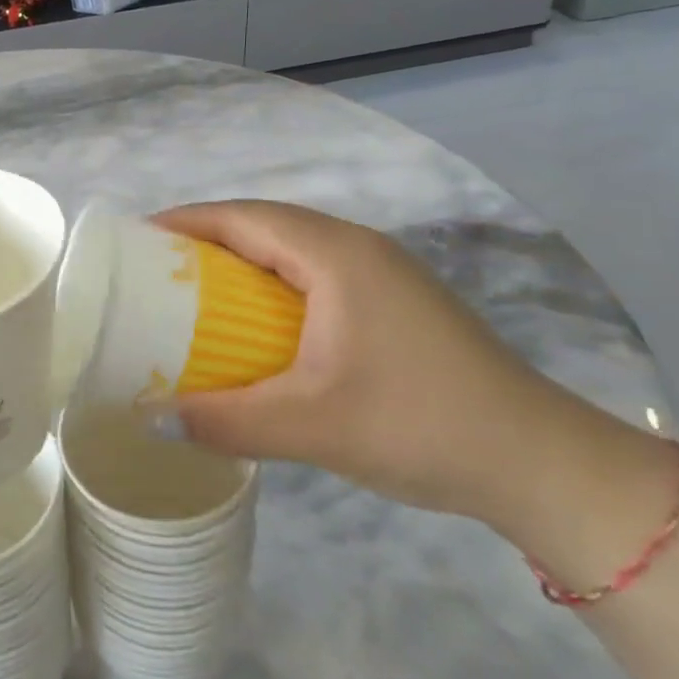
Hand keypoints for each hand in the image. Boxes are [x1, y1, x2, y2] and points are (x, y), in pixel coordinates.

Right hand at [152, 201, 564, 523]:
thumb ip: (225, 421)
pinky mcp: (396, 302)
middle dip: (206, 238)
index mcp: (335, 255)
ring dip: (241, 260)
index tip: (137, 240)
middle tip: (156, 270)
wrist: (540, 462)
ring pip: (293, 248)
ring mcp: (383, 273)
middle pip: (265, 223)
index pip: (243, 217)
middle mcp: (358, 248)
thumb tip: (153, 419)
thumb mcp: (310, 425)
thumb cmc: (418, 425)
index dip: (186, 221)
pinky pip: (315, 273)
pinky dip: (272, 284)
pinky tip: (257, 324)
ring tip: (194, 292)